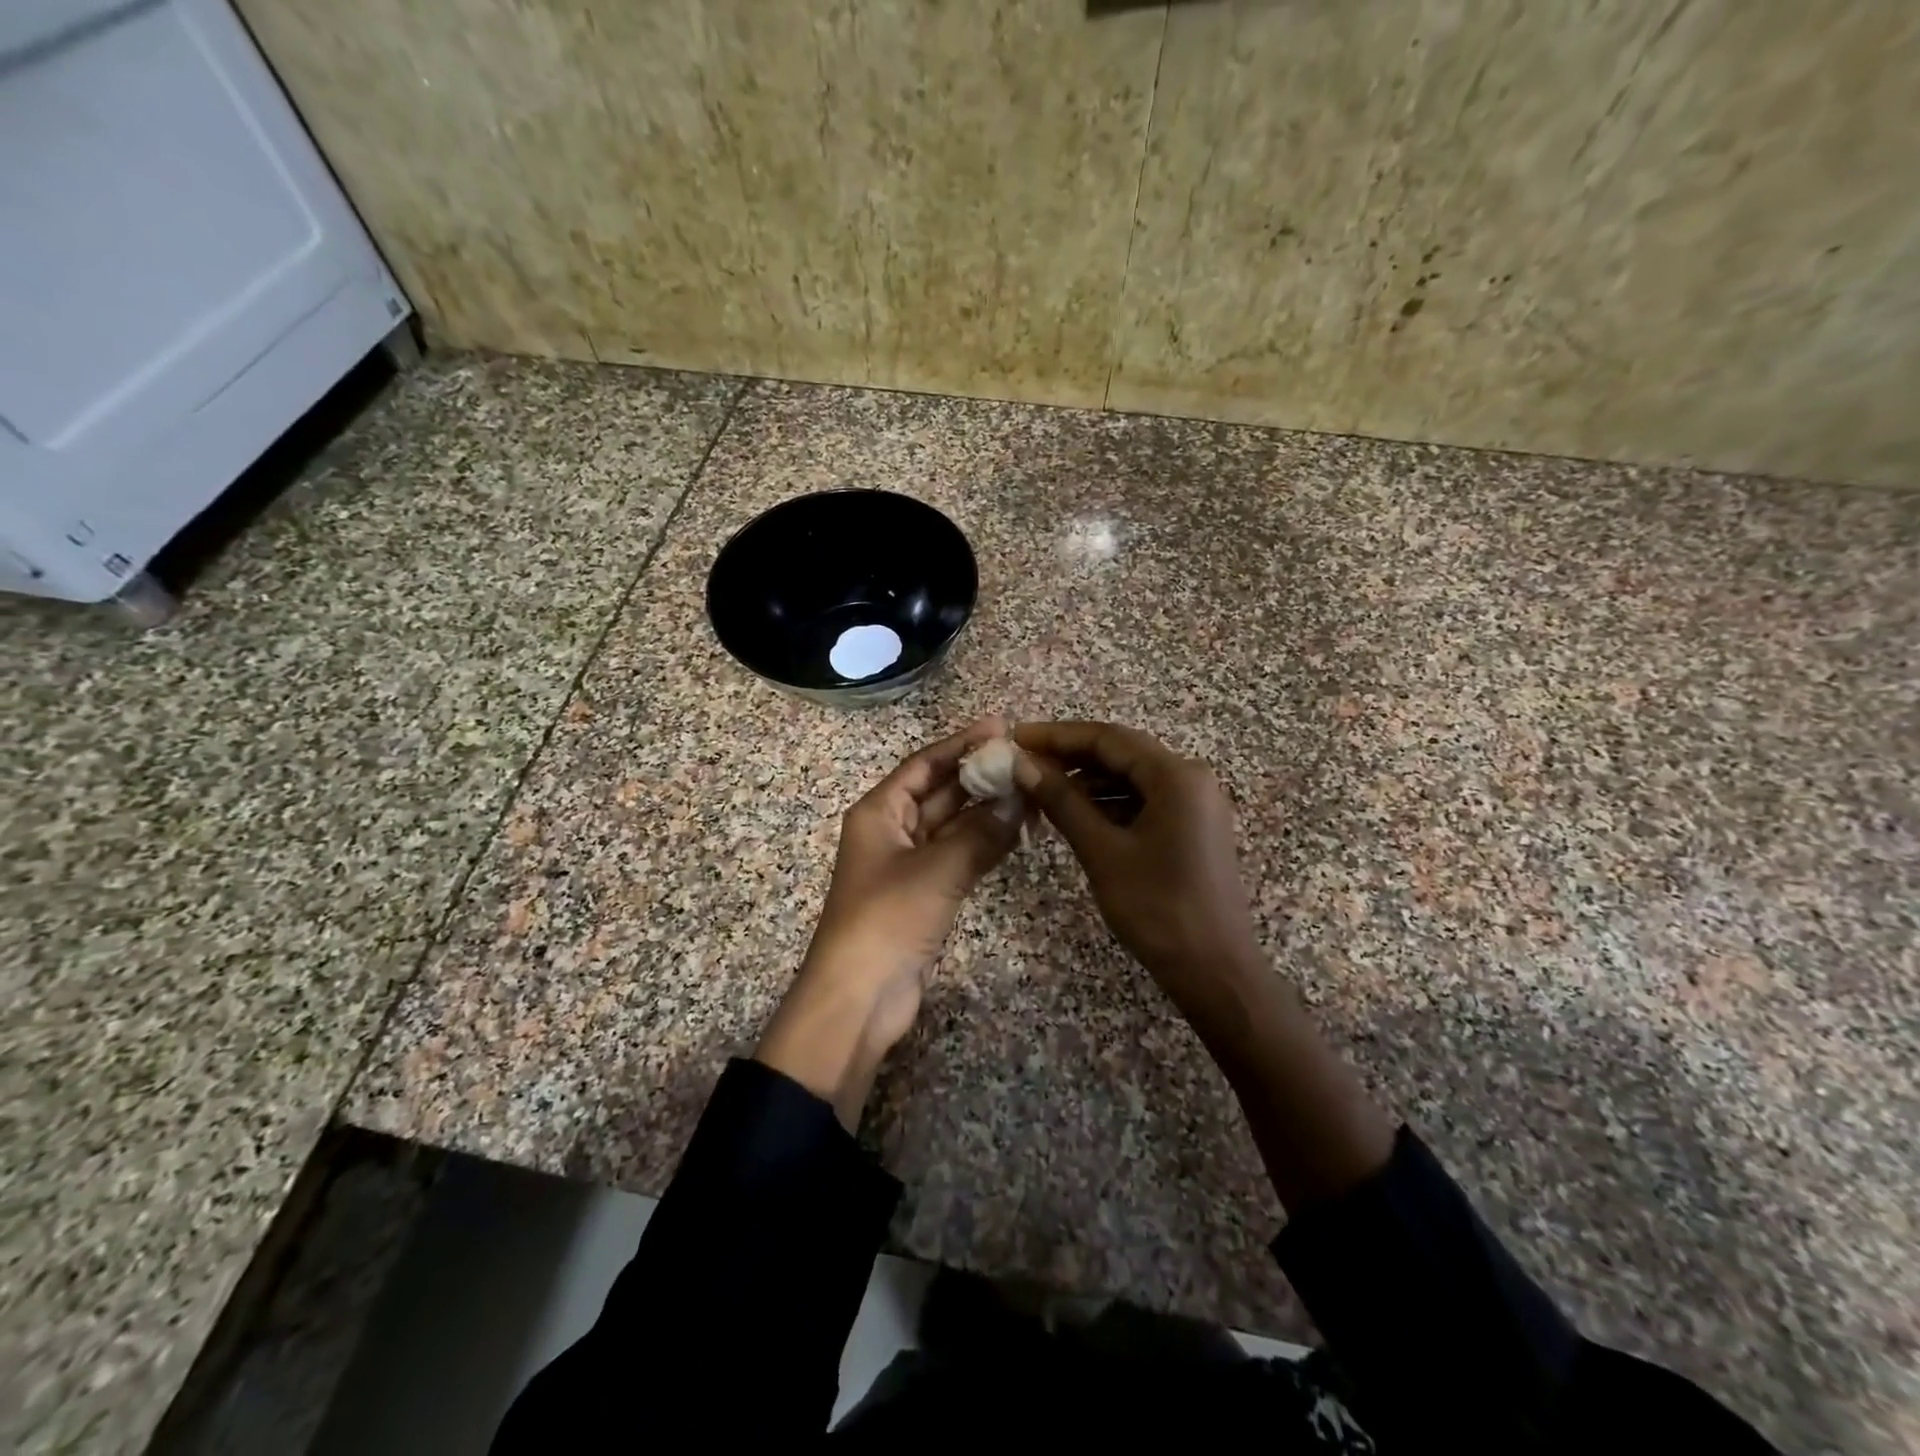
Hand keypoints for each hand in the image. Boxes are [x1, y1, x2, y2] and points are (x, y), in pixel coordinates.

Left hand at [756, 716, 1025, 1126]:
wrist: (858, 996)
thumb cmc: (887, 919)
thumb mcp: (936, 870)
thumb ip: (980, 835)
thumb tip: (1018, 803)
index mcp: (878, 812)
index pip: (924, 765)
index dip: (960, 744)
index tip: (1000, 727)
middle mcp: (890, 830)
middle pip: (939, 792)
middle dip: (978, 776)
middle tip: (1024, 760)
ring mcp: (906, 864)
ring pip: (951, 825)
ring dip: (985, 811)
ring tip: (1029, 791)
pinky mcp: (921, 894)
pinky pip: (956, 855)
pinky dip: (982, 843)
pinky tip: (1016, 833)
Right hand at [1013, 721, 1261, 1028]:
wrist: (1214, 971)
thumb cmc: (1158, 909)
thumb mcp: (1102, 851)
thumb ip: (1062, 802)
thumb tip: (1023, 765)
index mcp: (1176, 776)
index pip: (1107, 738)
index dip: (1057, 736)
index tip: (1015, 738)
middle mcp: (1190, 778)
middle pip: (1120, 753)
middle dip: (1069, 757)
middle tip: (1022, 765)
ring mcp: (1195, 803)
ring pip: (1131, 777)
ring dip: (1087, 781)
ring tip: (1041, 791)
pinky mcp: (1191, 827)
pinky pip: (1143, 800)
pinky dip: (1108, 803)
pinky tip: (1076, 814)